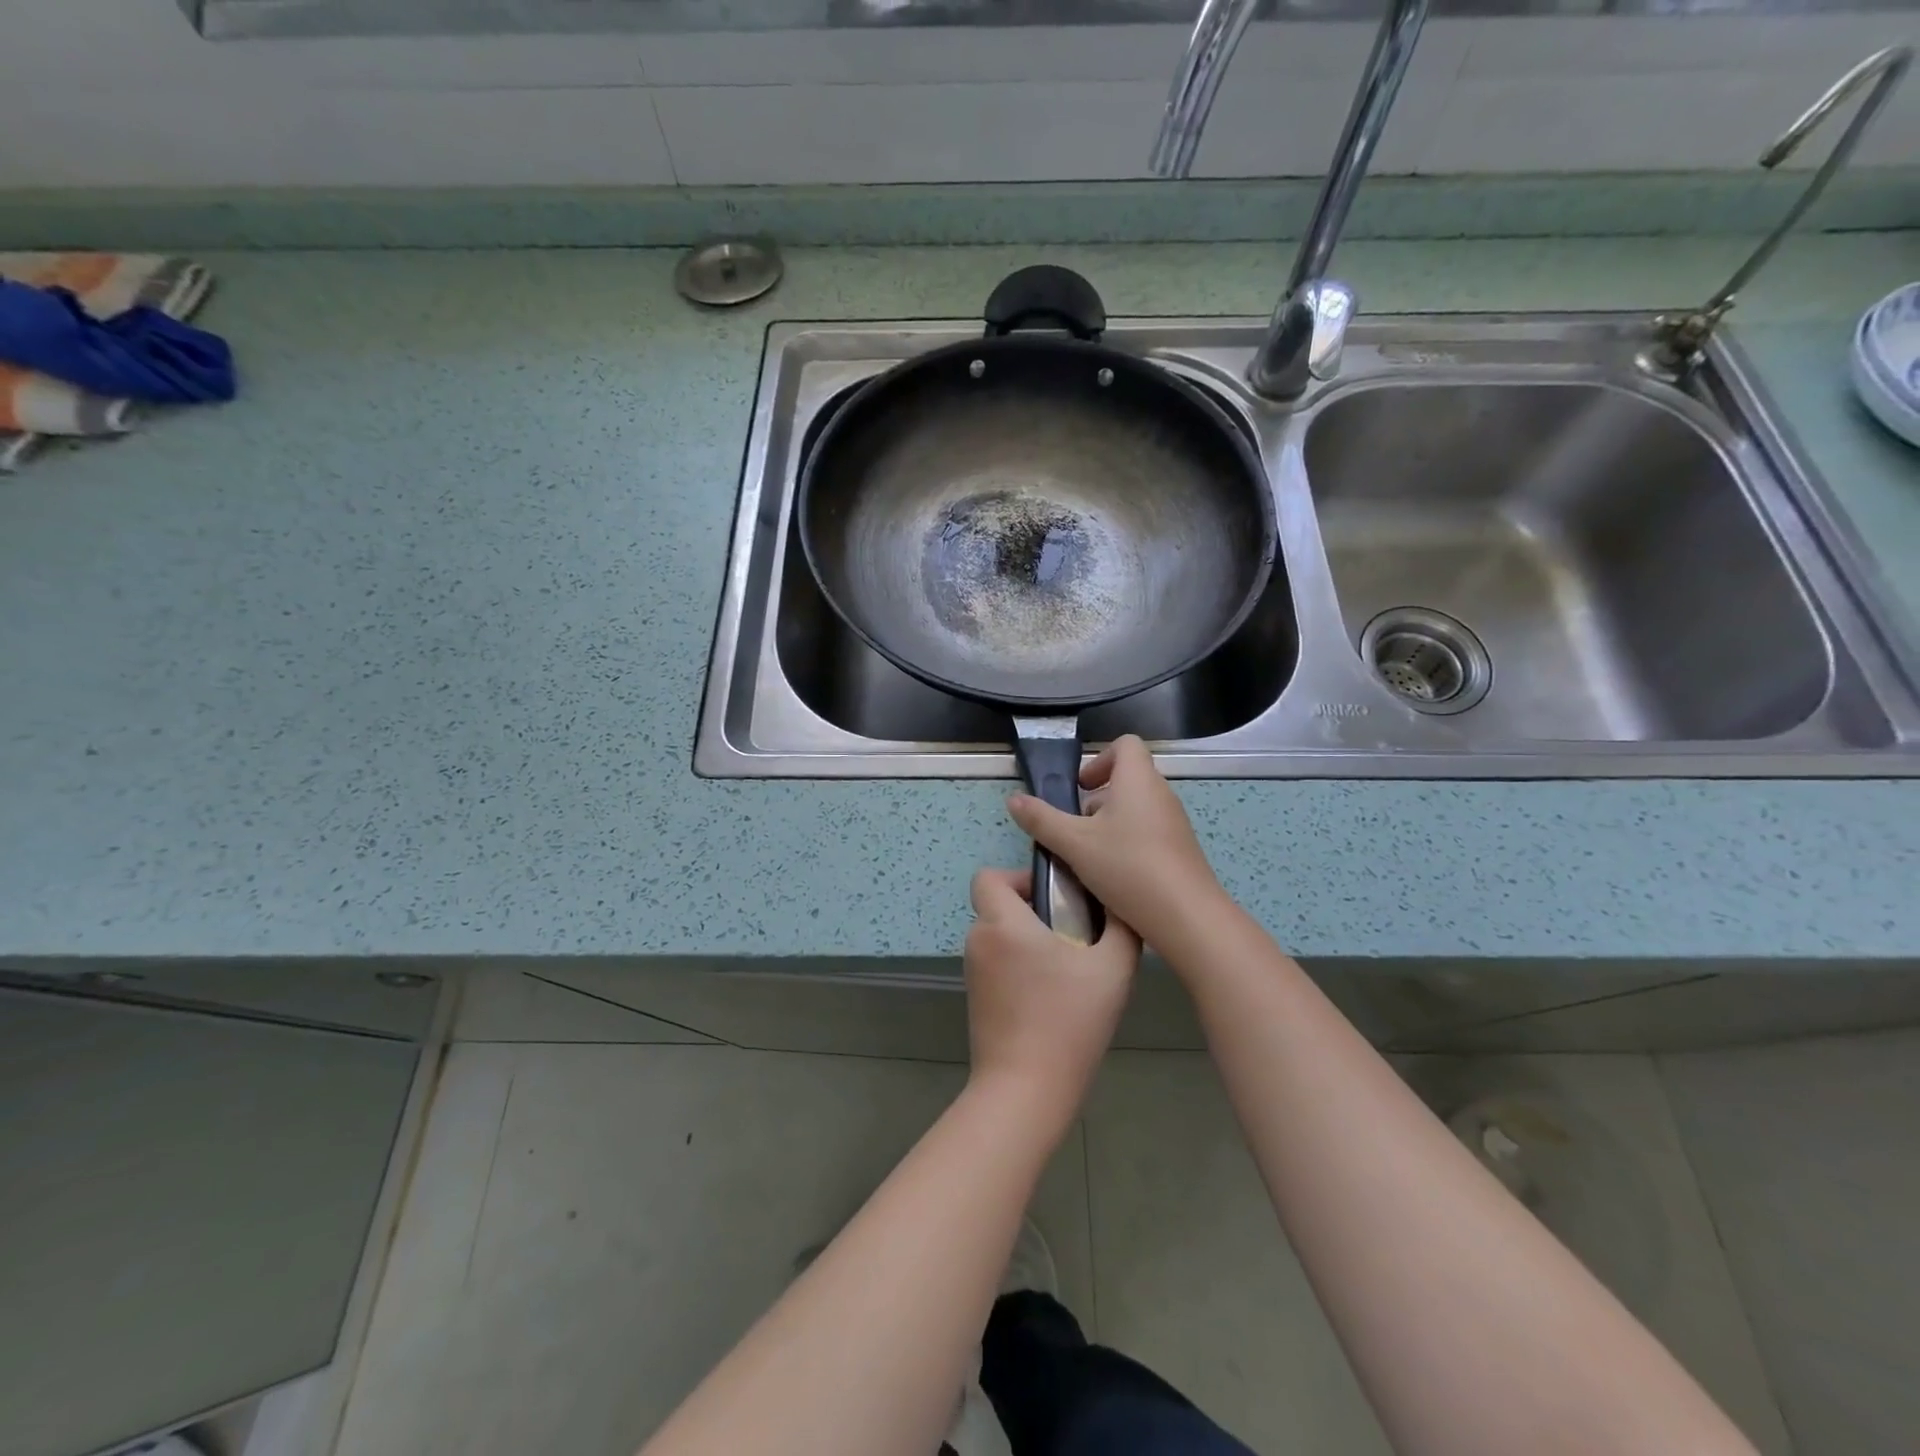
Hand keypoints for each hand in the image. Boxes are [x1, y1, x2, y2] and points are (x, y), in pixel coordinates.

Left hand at [964, 867, 1139, 1124]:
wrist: (1026, 1090)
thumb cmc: (1068, 1020)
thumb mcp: (1112, 968)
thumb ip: (1121, 927)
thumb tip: (1120, 904)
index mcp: (1002, 923)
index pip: (988, 876)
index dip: (1019, 878)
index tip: (1054, 898)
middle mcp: (979, 941)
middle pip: (999, 906)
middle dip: (1034, 911)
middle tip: (1075, 933)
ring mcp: (974, 973)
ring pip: (1000, 937)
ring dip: (1029, 942)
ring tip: (1070, 968)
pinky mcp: (976, 999)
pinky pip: (998, 965)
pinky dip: (1020, 968)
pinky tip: (1054, 996)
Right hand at [1007, 734, 1226, 954]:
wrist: (1186, 917)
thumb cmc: (1128, 867)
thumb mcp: (1074, 843)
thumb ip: (1041, 819)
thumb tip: (1013, 799)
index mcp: (1138, 780)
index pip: (1125, 744)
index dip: (1098, 759)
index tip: (1079, 787)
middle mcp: (1160, 794)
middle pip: (1127, 778)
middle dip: (1096, 798)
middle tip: (1074, 827)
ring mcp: (1174, 823)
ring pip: (1135, 808)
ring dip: (1109, 823)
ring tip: (1088, 855)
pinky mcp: (1180, 850)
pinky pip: (1148, 832)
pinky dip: (1127, 843)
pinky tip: (1112, 875)